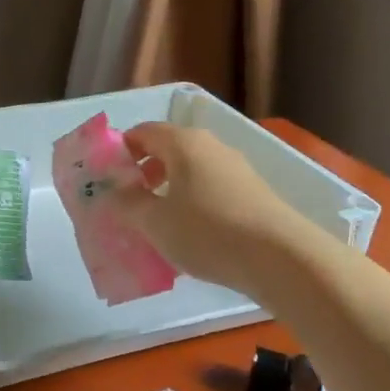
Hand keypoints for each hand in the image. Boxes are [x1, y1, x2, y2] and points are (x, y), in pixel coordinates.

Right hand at [107, 123, 305, 293]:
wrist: (281, 258)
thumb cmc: (208, 232)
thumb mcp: (155, 222)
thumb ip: (128, 204)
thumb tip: (115, 192)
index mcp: (183, 143)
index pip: (142, 132)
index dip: (121, 151)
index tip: (108, 179)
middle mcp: (210, 146)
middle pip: (167, 149)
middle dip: (144, 172)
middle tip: (129, 202)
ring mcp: (236, 168)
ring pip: (191, 170)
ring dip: (169, 189)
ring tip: (159, 222)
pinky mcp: (253, 192)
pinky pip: (211, 188)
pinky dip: (194, 202)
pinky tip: (192, 234)